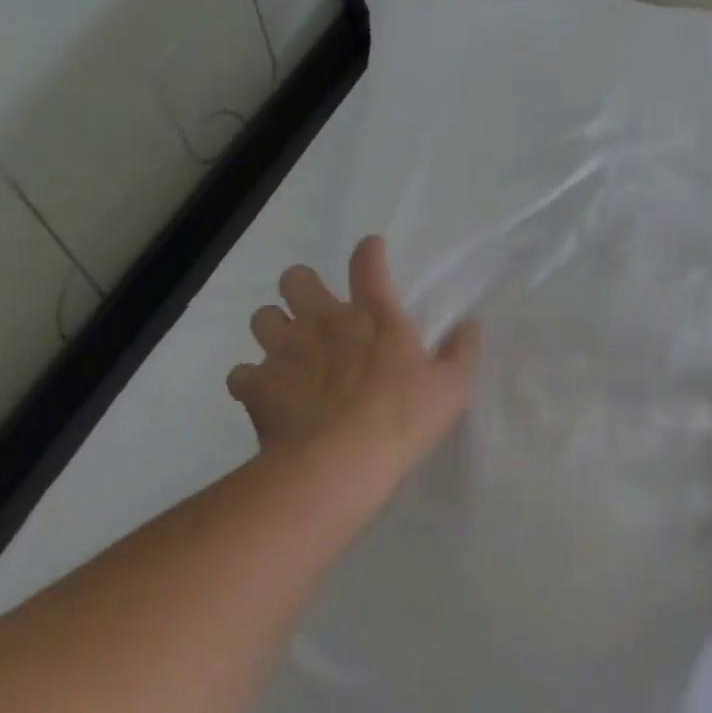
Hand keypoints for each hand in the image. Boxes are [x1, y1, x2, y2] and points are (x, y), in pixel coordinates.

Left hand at [227, 236, 480, 490]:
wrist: (340, 463)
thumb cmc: (403, 418)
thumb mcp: (452, 386)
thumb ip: (462, 351)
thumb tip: (471, 323)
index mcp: (373, 316)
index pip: (367, 263)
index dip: (368, 251)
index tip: (371, 249)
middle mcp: (324, 321)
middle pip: (296, 279)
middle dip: (302, 286)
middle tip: (315, 309)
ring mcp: (284, 351)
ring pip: (262, 317)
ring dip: (274, 328)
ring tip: (288, 349)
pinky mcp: (256, 386)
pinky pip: (240, 373)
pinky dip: (251, 380)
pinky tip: (264, 393)